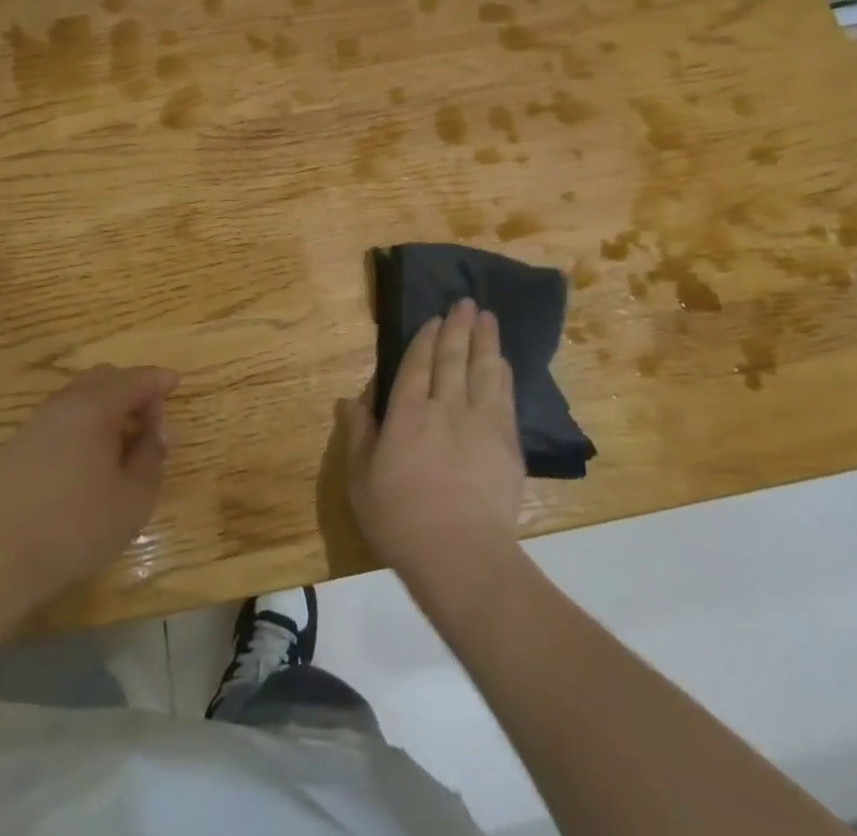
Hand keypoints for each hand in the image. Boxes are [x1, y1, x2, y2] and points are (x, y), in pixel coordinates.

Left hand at [0, 365, 178, 608]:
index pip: (136, 379)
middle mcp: (65, 403)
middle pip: (107, 378)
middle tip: (151, 423)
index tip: (176, 384)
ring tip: (123, 443)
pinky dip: (86, 421)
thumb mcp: (134, 499)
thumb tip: (156, 433)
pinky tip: (90, 458)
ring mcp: (38, 421)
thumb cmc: (74, 527)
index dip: (160, 380)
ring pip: (82, 395)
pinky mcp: (19, 444)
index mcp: (96, 406)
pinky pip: (63, 415)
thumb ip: (152, 457)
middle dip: (134, 390)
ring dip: (108, 407)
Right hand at [337, 299, 524, 602]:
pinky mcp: (506, 443)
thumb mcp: (360, 480)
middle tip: (465, 302)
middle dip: (458, 327)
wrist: (461, 555)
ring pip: (483, 370)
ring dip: (485, 340)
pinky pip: (505, 396)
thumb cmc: (400, 520)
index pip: (417, 364)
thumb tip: (349, 400)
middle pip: (453, 358)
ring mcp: (480, 422)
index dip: (426, 338)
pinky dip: (503, 374)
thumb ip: (357, 435)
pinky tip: (502, 362)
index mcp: (407, 413)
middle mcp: (445, 407)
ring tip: (487, 317)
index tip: (434, 318)